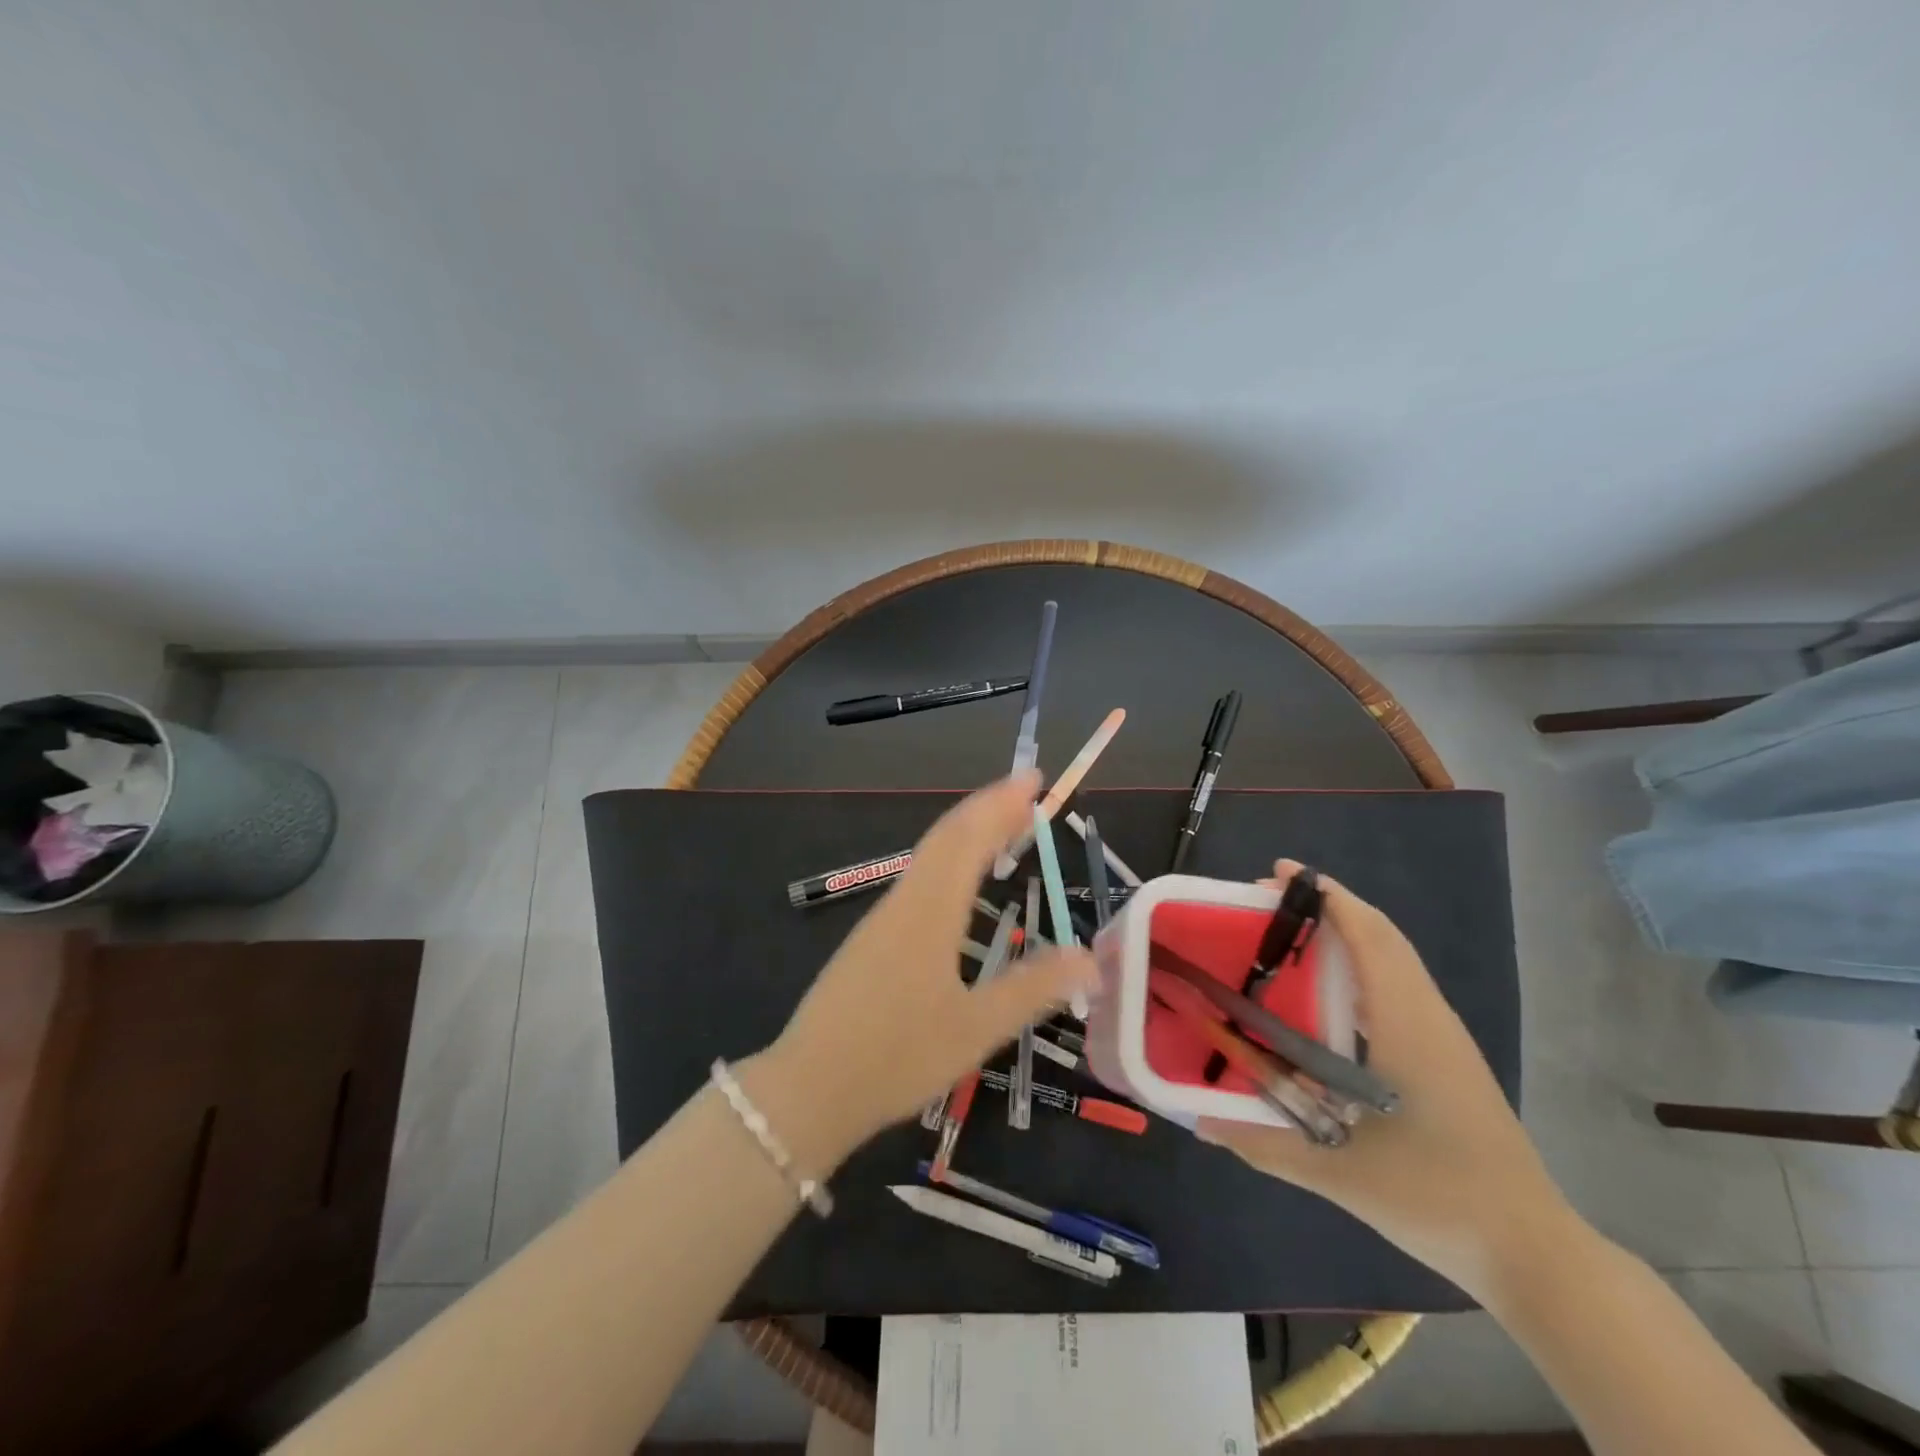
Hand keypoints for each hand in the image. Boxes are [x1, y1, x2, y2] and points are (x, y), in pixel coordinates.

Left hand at [755, 772, 1097, 1167]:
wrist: (809, 1089)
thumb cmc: (896, 1057)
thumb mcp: (975, 1029)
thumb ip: (1033, 989)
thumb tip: (1090, 958)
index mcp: (930, 910)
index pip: (969, 838)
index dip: (1001, 804)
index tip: (1031, 778)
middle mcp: (905, 901)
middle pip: (947, 837)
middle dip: (987, 808)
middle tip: (1026, 792)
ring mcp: (882, 919)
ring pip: (929, 857)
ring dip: (967, 832)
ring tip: (1002, 827)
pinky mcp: (872, 940)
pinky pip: (919, 880)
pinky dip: (949, 861)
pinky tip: (958, 884)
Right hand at [1198, 861, 1574, 1295]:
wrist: (1531, 1250)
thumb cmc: (1437, 1196)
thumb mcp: (1337, 1172)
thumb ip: (1262, 1142)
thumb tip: (1196, 1119)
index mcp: (1406, 1024)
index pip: (1368, 935)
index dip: (1325, 896)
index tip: (1277, 874)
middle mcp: (1427, 1015)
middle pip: (1380, 935)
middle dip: (1326, 906)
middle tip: (1264, 903)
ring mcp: (1442, 1036)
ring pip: (1392, 959)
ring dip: (1343, 933)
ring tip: (1286, 936)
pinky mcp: (1445, 1056)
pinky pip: (1397, 986)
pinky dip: (1359, 965)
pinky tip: (1323, 994)